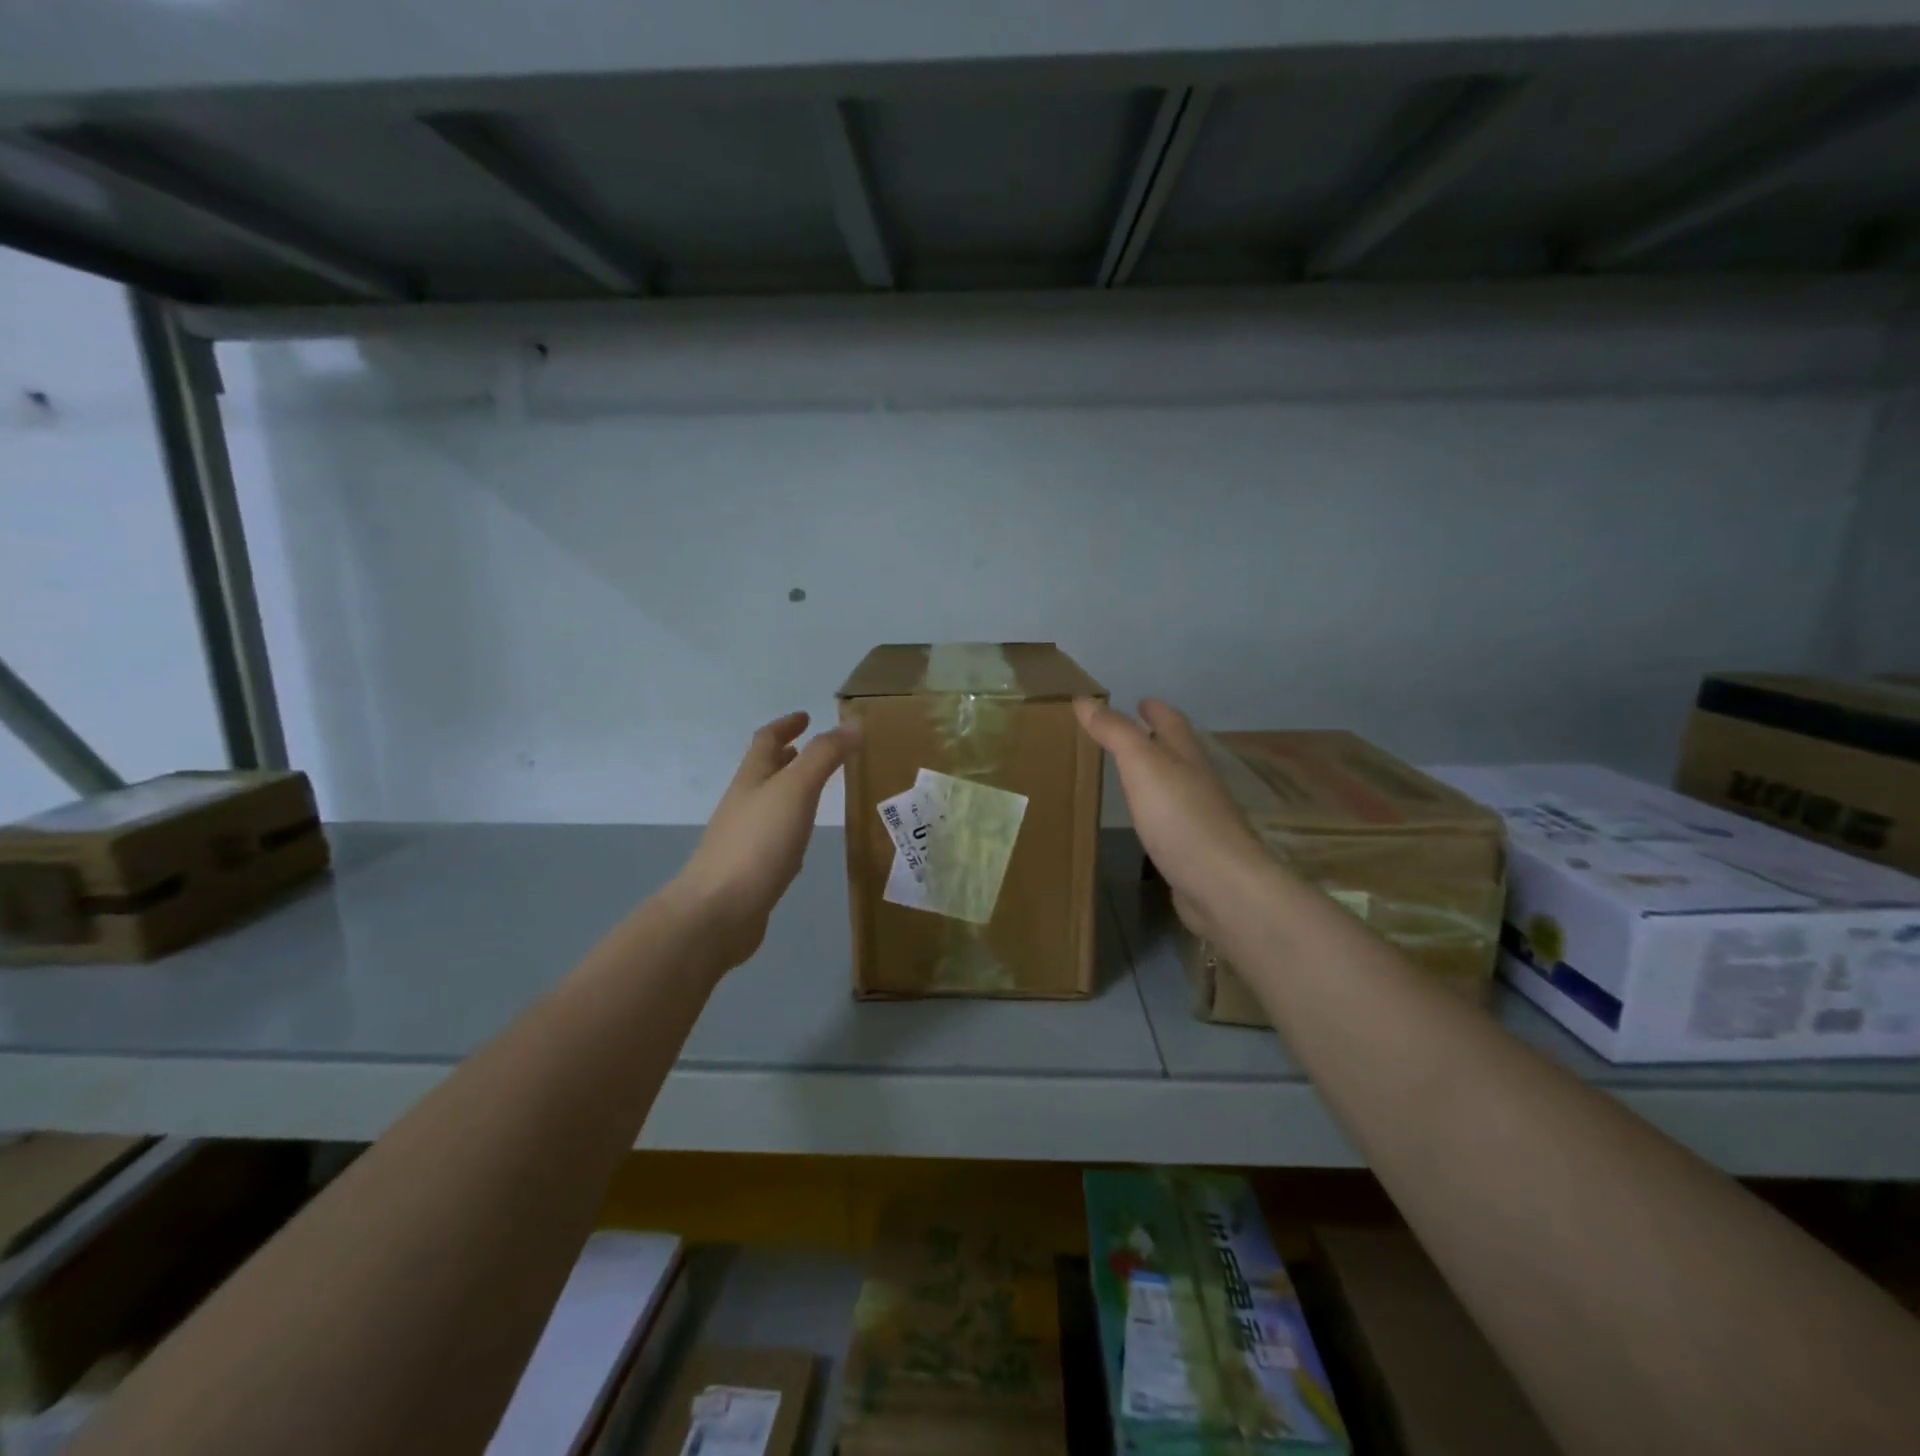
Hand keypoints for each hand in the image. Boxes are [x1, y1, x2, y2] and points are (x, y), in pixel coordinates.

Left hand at [672, 711, 859, 971]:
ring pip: (769, 803)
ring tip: (816, 788)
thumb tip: (853, 724)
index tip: (807, 716)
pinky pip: (773, 836)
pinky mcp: (751, 869)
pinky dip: (790, 824)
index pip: (766, 740)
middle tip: (815, 749)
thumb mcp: (796, 790)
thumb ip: (824, 756)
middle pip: (764, 770)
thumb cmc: (758, 843)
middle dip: (788, 755)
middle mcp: (744, 803)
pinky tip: (803, 839)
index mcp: (751, 779)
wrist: (718, 911)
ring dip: (790, 789)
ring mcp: (744, 837)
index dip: (786, 724)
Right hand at [1074, 698, 1270, 941]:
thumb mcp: (1141, 764)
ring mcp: (1200, 817)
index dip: (1155, 709)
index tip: (1140, 700)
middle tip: (1130, 733)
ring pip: (1176, 785)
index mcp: (1187, 756)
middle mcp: (1198, 781)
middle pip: (1178, 752)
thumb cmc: (1179, 816)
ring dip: (1156, 775)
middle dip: (1157, 739)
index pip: (1171, 722)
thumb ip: (1114, 732)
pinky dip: (1157, 811)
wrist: (1220, 884)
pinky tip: (1144, 821)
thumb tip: (1083, 699)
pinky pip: (1172, 820)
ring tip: (1131, 773)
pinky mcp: (1194, 850)